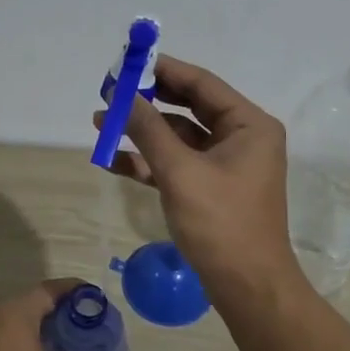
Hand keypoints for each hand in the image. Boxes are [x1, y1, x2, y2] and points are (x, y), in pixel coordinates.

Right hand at [96, 56, 304, 305]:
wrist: (247, 288)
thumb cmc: (221, 223)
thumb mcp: (180, 172)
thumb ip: (148, 130)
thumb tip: (121, 95)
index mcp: (249, 124)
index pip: (201, 84)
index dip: (163, 71)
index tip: (128, 62)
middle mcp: (242, 137)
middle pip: (189, 108)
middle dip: (148, 102)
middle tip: (110, 92)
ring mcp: (226, 165)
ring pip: (178, 137)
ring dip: (142, 132)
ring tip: (100, 123)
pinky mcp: (211, 189)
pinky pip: (177, 164)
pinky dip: (149, 162)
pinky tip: (113, 160)